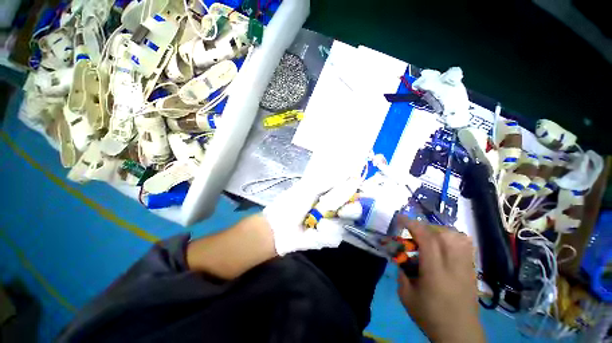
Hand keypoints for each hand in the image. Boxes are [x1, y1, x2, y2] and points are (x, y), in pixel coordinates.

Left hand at [263, 178, 359, 255]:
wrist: (277, 228)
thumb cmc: (290, 204)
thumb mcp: (307, 189)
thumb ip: (327, 181)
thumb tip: (346, 171)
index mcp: (328, 194)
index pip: (349, 191)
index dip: (357, 191)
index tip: (363, 190)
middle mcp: (333, 208)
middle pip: (354, 209)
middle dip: (351, 209)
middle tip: (341, 210)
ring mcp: (332, 224)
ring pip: (345, 225)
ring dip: (329, 224)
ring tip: (314, 224)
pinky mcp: (328, 239)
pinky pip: (335, 238)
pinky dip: (323, 236)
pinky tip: (311, 233)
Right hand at [396, 217, 484, 342]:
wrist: (459, 334)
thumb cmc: (430, 316)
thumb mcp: (406, 296)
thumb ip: (401, 272)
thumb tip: (401, 257)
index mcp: (435, 272)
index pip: (427, 239)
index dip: (412, 224)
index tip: (400, 218)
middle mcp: (453, 265)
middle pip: (443, 234)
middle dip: (423, 226)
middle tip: (412, 231)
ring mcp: (466, 267)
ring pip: (456, 236)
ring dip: (438, 231)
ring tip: (428, 237)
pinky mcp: (472, 270)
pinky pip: (465, 245)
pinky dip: (452, 238)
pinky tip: (443, 245)